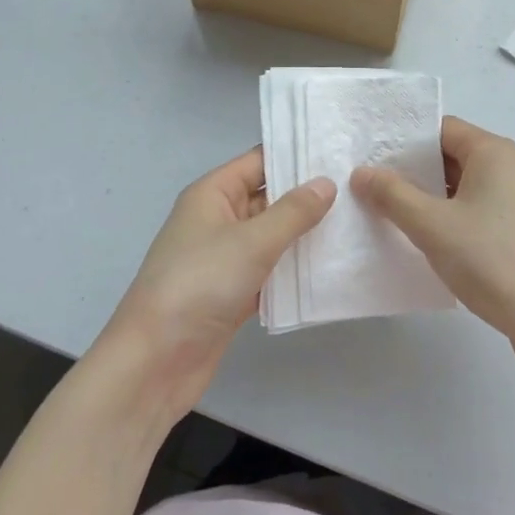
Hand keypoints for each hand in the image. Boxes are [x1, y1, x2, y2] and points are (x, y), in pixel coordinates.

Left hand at [97, 148, 333, 421]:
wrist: (155, 362)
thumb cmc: (199, 285)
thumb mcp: (251, 241)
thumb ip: (294, 212)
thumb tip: (327, 182)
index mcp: (213, 194)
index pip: (260, 161)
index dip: (296, 155)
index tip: (340, 152)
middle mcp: (218, 219)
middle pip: (269, 198)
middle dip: (309, 196)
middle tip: (359, 189)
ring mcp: (225, 258)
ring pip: (273, 236)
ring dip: (306, 235)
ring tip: (356, 224)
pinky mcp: (233, 293)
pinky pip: (270, 271)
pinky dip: (294, 271)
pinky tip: (332, 269)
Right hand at [352, 117, 514, 356]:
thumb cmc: (489, 259)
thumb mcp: (430, 225)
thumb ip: (392, 194)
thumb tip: (362, 173)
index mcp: (496, 152)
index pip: (443, 129)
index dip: (407, 141)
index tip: (375, 159)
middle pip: (458, 156)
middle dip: (419, 172)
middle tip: (380, 189)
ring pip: (473, 186)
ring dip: (438, 198)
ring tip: (402, 216)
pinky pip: (489, 209)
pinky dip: (461, 216)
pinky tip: (440, 242)